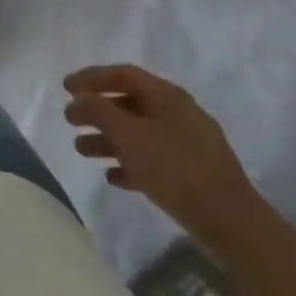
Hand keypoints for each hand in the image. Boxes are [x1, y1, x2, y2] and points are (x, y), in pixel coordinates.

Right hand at [62, 64, 263, 251]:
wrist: (230, 221)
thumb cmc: (174, 167)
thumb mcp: (128, 134)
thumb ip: (98, 111)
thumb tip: (79, 99)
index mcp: (168, 96)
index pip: (123, 74)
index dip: (91, 77)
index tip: (65, 88)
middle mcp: (179, 114)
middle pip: (129, 104)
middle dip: (96, 111)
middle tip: (69, 120)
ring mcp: (188, 145)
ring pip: (139, 134)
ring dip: (108, 139)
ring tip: (81, 150)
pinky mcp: (193, 174)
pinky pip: (153, 160)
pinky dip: (129, 163)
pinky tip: (112, 176)